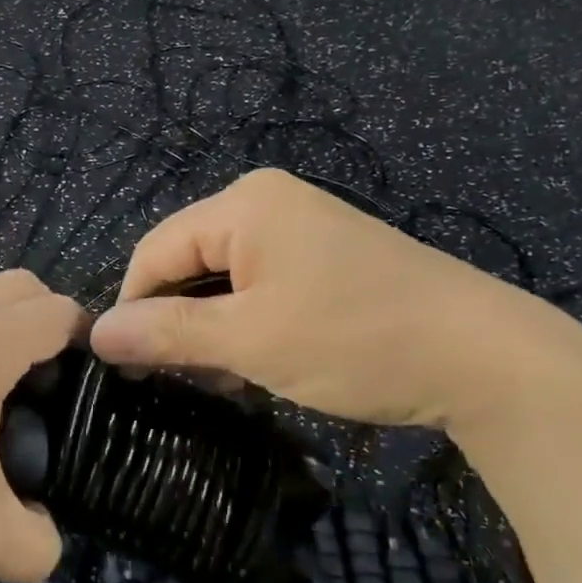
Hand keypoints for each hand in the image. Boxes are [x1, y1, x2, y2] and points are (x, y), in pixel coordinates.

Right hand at [89, 169, 580, 431]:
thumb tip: (96, 333)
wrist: (485, 356)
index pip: (155, 250)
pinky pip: (261, 284)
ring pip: (224, 278)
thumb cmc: (354, 340)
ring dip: (212, 328)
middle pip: (189, 261)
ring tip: (223, 379)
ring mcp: (302, 228)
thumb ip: (166, 332)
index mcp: (243, 204)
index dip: (133, 306)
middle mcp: (267, 202)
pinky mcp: (326, 256)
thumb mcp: (249, 340)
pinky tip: (256, 363)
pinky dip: (247, 322)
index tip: (126, 367)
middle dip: (177, 321)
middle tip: (180, 380)